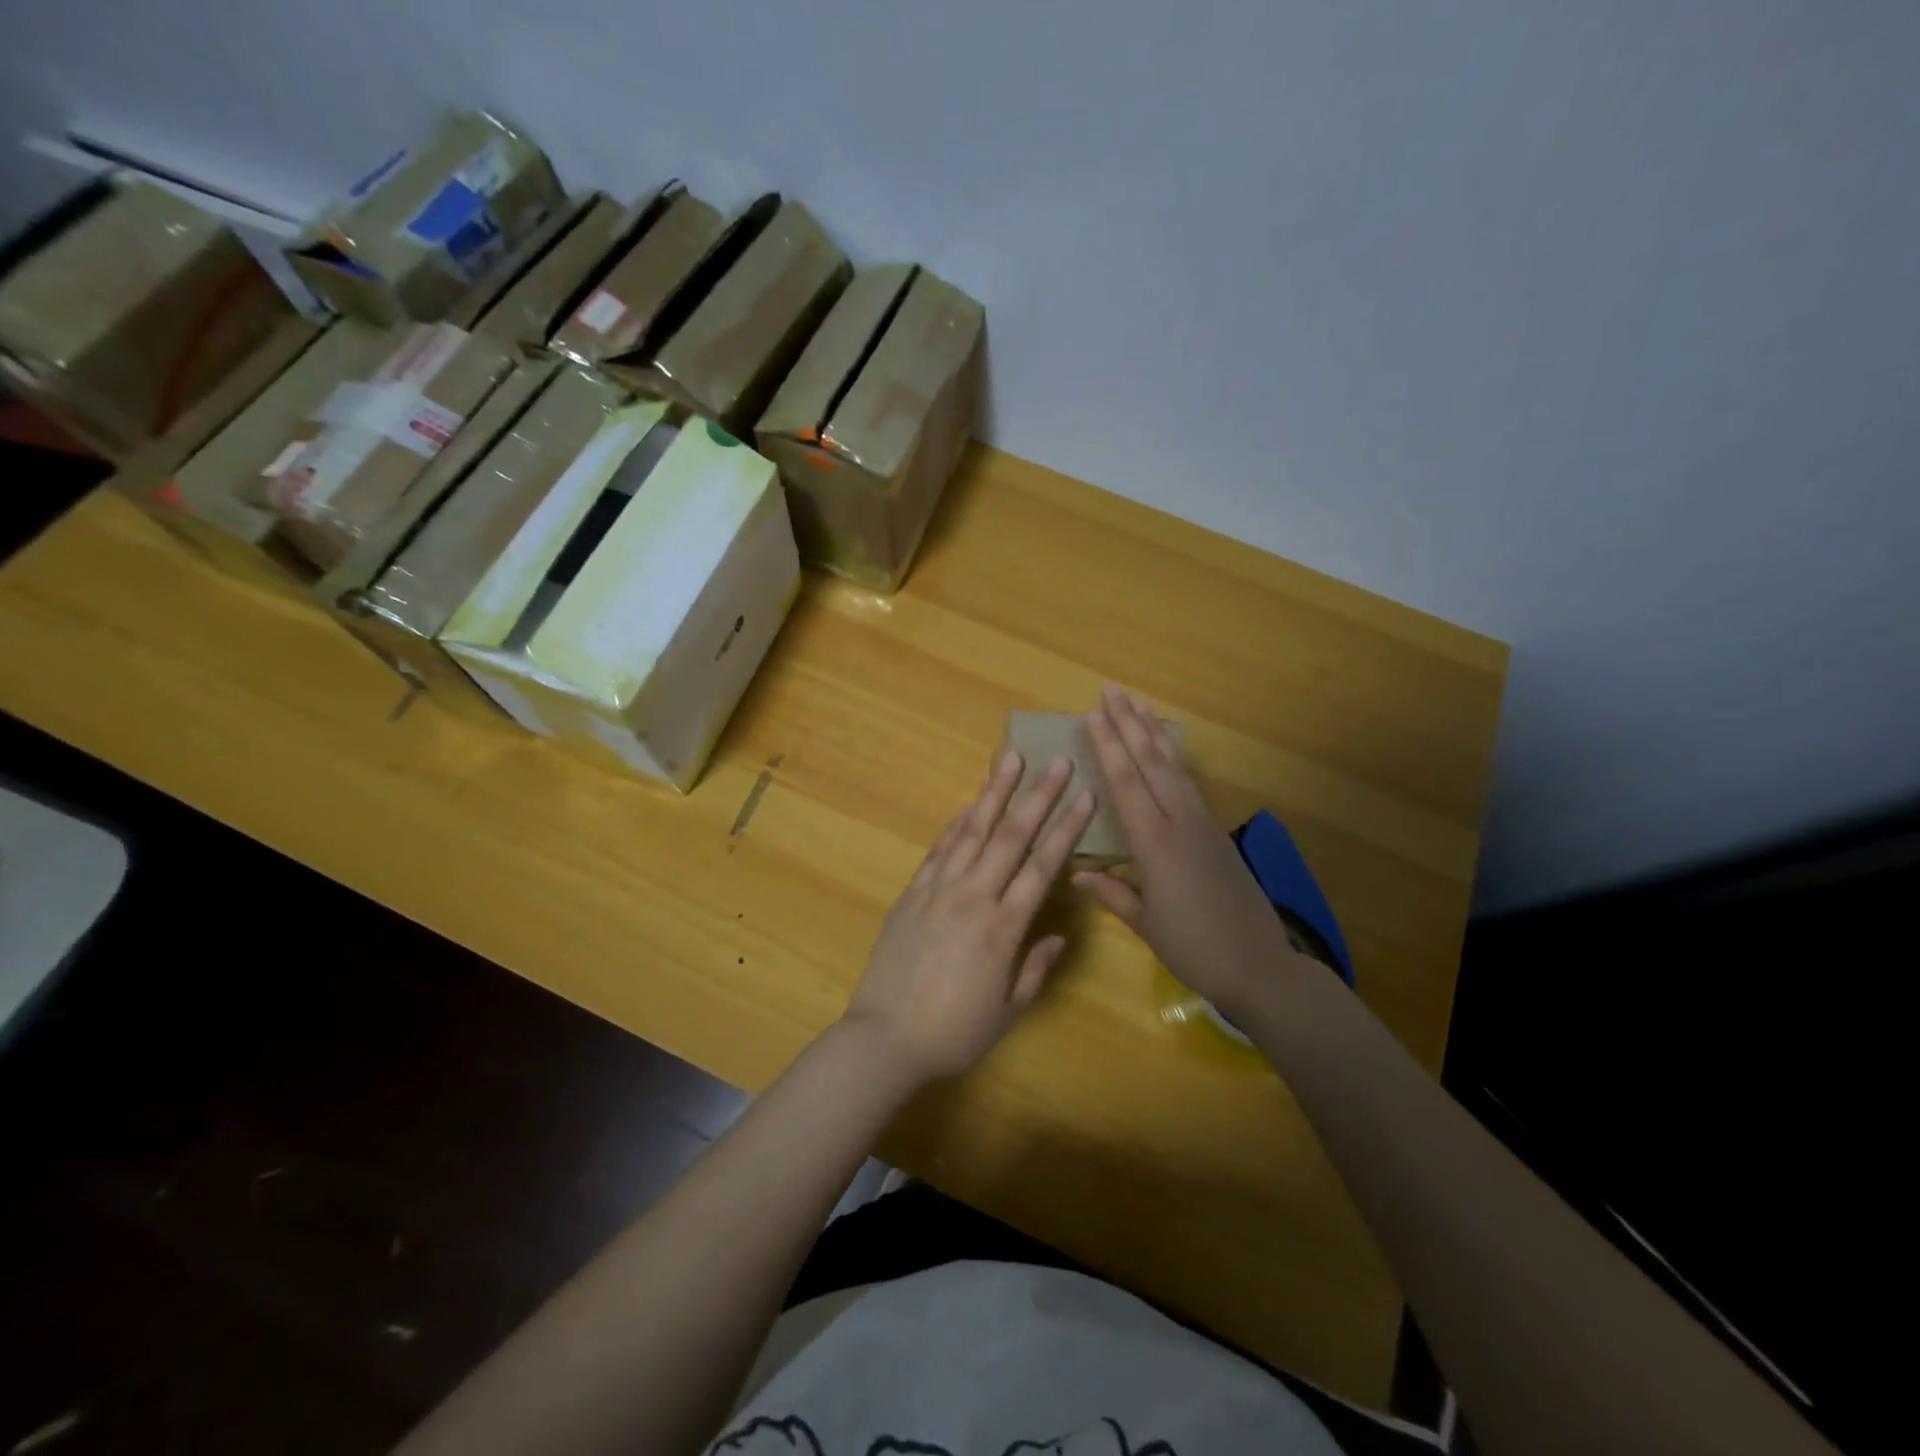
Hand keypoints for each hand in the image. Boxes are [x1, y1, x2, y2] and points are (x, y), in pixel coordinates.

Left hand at [841, 751, 1095, 1085]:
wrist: (884, 1037)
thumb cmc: (953, 1032)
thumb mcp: (1007, 1010)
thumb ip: (1035, 967)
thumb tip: (1059, 934)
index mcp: (1002, 927)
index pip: (1041, 866)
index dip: (1066, 829)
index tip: (1084, 796)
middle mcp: (971, 897)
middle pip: (1010, 836)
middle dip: (1037, 796)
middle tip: (1057, 762)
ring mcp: (936, 890)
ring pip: (971, 831)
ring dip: (993, 793)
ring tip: (1010, 760)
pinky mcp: (911, 893)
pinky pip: (938, 850)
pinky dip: (955, 823)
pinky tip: (968, 804)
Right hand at [1074, 684, 1299, 1022]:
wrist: (1260, 965)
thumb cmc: (1195, 949)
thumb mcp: (1146, 925)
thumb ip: (1113, 893)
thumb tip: (1077, 873)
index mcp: (1157, 846)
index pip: (1127, 785)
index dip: (1108, 748)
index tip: (1093, 716)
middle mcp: (1181, 824)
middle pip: (1152, 763)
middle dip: (1129, 724)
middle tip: (1111, 690)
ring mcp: (1203, 824)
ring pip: (1174, 767)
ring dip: (1153, 733)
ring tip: (1138, 704)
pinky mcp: (1216, 832)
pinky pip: (1188, 783)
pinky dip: (1172, 758)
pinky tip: (1165, 749)